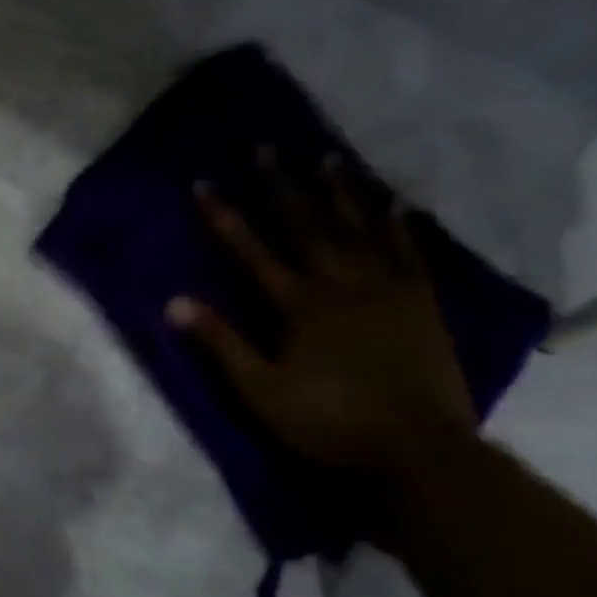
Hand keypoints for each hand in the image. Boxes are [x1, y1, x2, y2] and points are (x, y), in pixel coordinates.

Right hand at [168, 152, 476, 475]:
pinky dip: (399, 227)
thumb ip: (221, 343)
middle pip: (307, 226)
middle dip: (282, 186)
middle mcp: (342, 284)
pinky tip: (394, 204)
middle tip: (268, 147)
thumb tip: (174, 302)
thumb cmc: (327, 422)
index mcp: (299, 305)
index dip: (225, 217)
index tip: (204, 184)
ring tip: (327, 157)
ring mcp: (387, 290)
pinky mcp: (421, 304)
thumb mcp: (259, 391)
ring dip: (340, 192)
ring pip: (359, 229)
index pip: (252, 251)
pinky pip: (409, 254)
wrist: (416, 449)